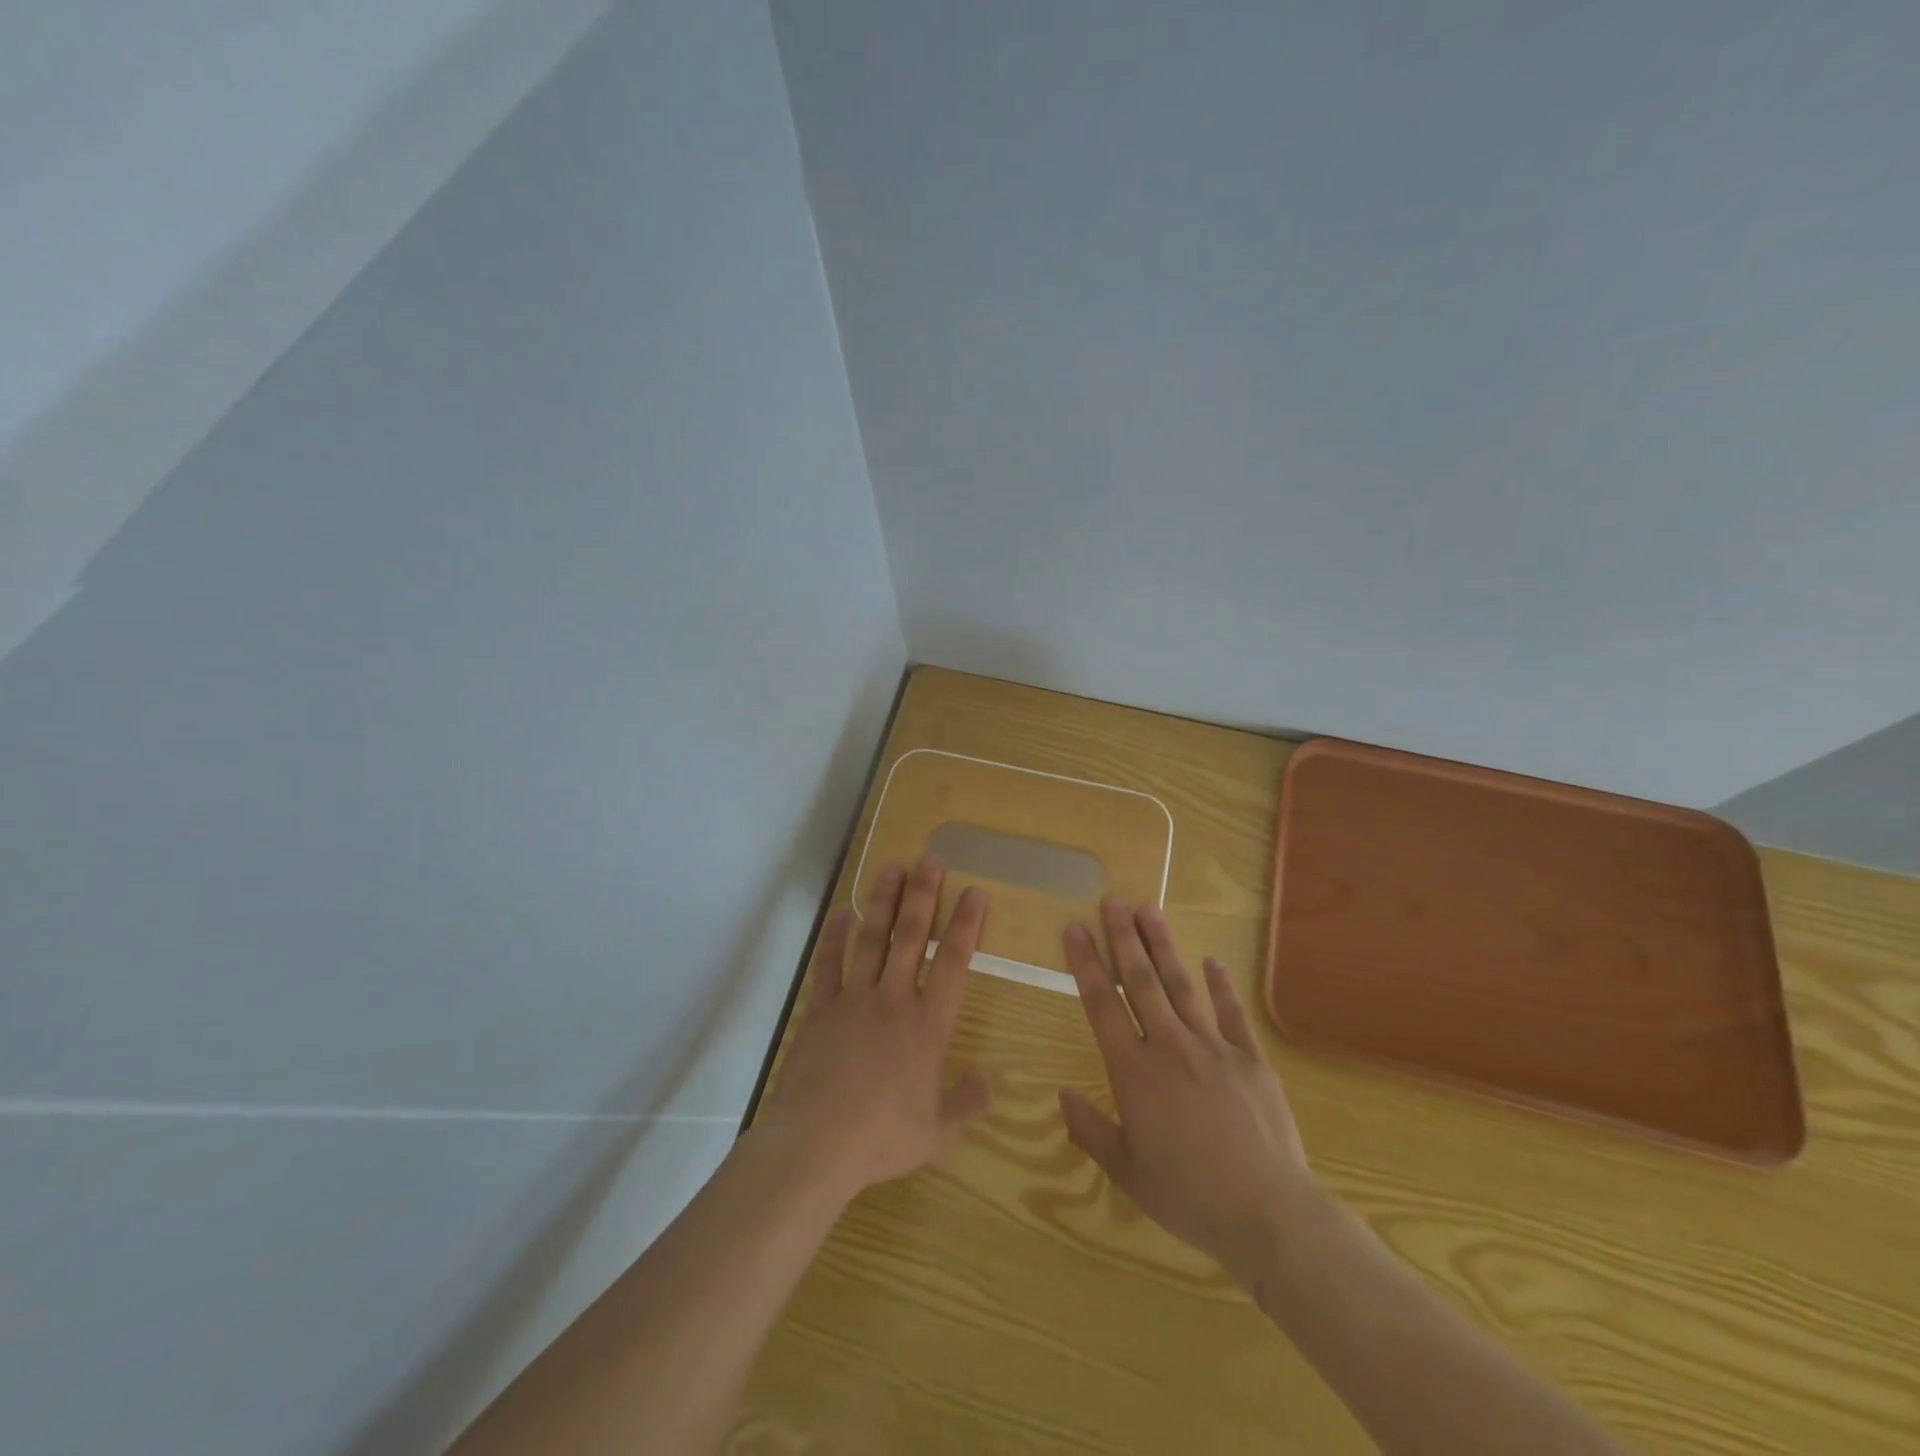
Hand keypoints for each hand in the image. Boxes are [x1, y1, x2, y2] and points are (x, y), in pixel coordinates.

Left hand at [755, 855, 990, 1201]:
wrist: (816, 1142)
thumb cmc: (882, 1137)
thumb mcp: (938, 1133)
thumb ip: (966, 1104)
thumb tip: (985, 1082)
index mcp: (928, 1026)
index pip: (954, 963)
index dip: (966, 924)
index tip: (974, 891)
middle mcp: (894, 1000)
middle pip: (912, 937)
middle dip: (923, 894)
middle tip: (930, 859)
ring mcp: (854, 1000)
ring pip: (872, 940)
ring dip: (883, 902)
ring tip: (891, 867)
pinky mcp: (821, 1010)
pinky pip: (829, 965)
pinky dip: (834, 937)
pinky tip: (840, 913)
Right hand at [1059, 896, 1318, 1288]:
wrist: (1267, 1212)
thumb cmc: (1188, 1195)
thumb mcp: (1127, 1171)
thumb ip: (1090, 1130)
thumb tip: (1062, 1094)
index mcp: (1134, 1071)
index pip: (1101, 1004)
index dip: (1086, 963)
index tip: (1075, 928)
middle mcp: (1169, 1046)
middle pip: (1141, 980)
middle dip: (1123, 936)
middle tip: (1112, 899)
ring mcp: (1213, 1047)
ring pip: (1182, 985)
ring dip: (1163, 945)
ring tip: (1150, 909)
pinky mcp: (1250, 1058)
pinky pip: (1231, 1012)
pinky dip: (1221, 984)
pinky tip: (1212, 960)